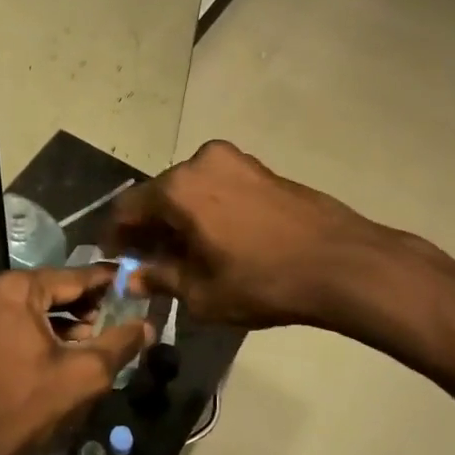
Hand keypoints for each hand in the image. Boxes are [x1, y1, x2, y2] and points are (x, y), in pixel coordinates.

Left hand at [0, 266, 153, 454]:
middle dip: (84, 302)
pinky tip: (67, 343)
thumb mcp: (85, 373)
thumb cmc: (28, 405)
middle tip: (117, 313)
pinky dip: (39, 325)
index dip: (105, 281)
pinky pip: (14, 315)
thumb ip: (120, 343)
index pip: (72, 277)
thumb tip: (149, 325)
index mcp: (14, 288)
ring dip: (63, 316)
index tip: (132, 280)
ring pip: (32, 302)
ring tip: (96, 333)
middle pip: (50, 287)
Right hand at [103, 140, 400, 329]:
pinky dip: (206, 209)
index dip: (115, 234)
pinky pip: (217, 187)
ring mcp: (235, 161)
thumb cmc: (263, 281)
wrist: (341, 262)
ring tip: (183, 254)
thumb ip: (160, 279)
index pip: (128, 207)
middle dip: (149, 226)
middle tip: (148, 260)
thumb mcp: (202, 293)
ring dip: (179, 218)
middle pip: (159, 194)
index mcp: (178, 188)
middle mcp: (201, 162)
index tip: (113, 256)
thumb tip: (133, 277)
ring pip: (190, 189)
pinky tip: (216, 239)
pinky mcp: (261, 168)